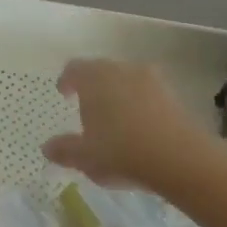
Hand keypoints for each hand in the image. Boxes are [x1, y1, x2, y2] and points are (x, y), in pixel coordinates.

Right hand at [42, 58, 211, 190]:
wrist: (179, 158)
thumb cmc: (121, 151)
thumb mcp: (85, 157)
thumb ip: (64, 149)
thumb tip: (47, 147)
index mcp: (94, 78)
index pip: (75, 68)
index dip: (67, 80)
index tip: (64, 93)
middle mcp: (121, 70)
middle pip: (102, 70)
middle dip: (93, 86)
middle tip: (88, 106)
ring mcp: (151, 80)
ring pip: (127, 80)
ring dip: (119, 93)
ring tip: (114, 117)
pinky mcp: (174, 95)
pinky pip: (148, 93)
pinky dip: (140, 104)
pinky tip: (139, 126)